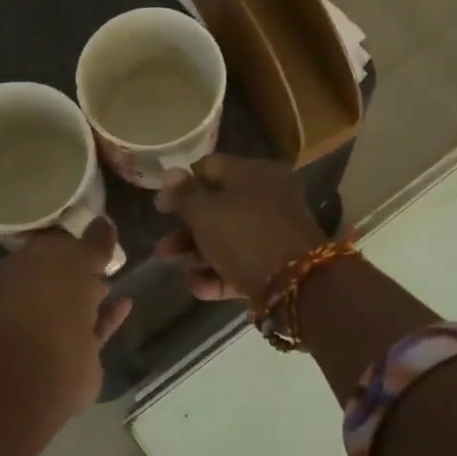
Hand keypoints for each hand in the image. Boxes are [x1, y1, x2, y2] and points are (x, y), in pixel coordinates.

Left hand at [0, 219, 132, 409]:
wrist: (45, 369)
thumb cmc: (50, 301)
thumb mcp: (74, 259)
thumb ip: (92, 241)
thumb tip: (104, 222)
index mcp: (15, 271)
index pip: (42, 247)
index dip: (68, 238)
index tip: (93, 228)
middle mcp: (27, 299)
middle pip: (57, 276)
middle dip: (79, 265)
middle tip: (107, 250)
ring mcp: (48, 329)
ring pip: (75, 304)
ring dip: (94, 290)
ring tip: (118, 272)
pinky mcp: (71, 353)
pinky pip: (93, 328)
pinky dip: (108, 316)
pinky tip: (128, 302)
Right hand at [156, 155, 329, 303]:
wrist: (296, 283)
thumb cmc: (244, 235)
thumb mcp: (205, 212)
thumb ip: (184, 194)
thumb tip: (170, 173)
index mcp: (253, 173)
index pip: (210, 167)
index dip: (180, 184)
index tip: (159, 207)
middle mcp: (267, 197)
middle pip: (217, 207)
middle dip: (186, 228)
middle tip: (163, 247)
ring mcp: (274, 231)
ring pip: (228, 237)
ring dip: (198, 253)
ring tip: (175, 268)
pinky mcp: (278, 264)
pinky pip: (242, 263)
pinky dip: (219, 273)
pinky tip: (198, 288)